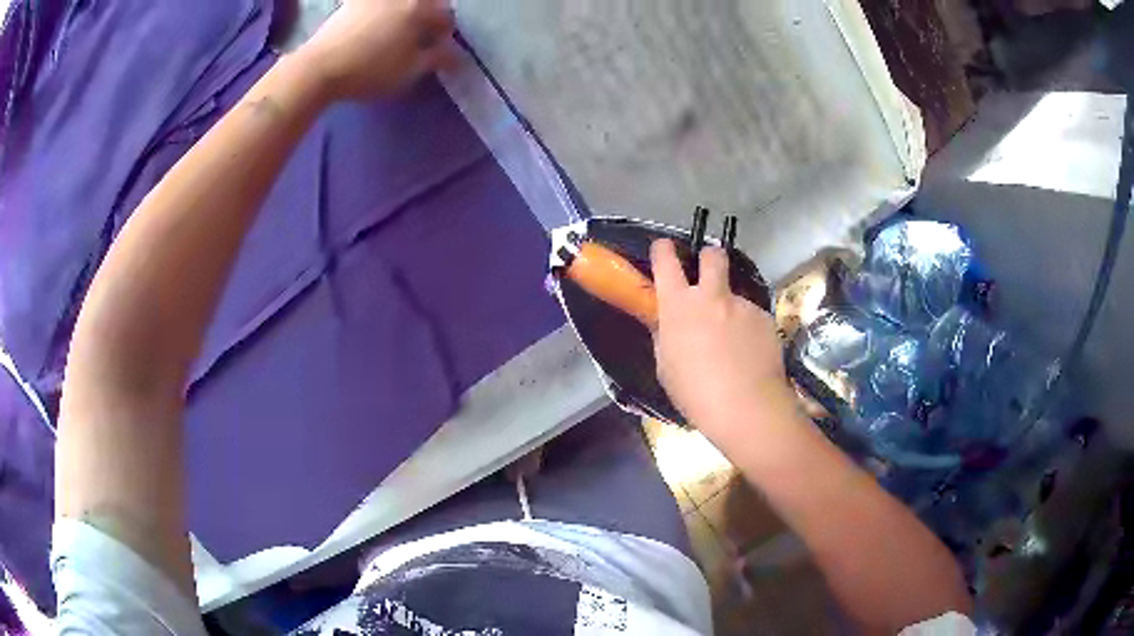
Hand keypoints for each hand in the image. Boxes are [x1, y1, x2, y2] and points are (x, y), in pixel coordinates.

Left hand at [298, 0, 455, 100]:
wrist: (319, 68)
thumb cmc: (370, 70)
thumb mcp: (410, 70)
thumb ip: (438, 59)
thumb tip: (457, 55)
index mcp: (419, 8)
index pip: (445, 16)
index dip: (445, 34)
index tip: (439, 49)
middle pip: (423, 4)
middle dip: (426, 17)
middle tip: (421, 38)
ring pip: (399, 3)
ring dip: (404, 14)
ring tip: (397, 33)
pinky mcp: (351, 4)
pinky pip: (375, 5)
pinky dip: (380, 13)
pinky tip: (375, 28)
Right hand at [651, 239, 789, 430]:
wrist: (746, 407)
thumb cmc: (695, 392)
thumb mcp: (666, 365)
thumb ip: (665, 335)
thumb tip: (667, 322)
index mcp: (679, 305)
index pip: (666, 260)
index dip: (664, 249)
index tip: (664, 249)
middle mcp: (712, 296)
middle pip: (713, 255)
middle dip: (709, 258)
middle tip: (708, 276)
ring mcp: (743, 305)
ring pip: (735, 294)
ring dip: (730, 308)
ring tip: (733, 342)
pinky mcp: (765, 318)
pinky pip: (752, 317)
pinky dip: (748, 329)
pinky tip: (749, 354)